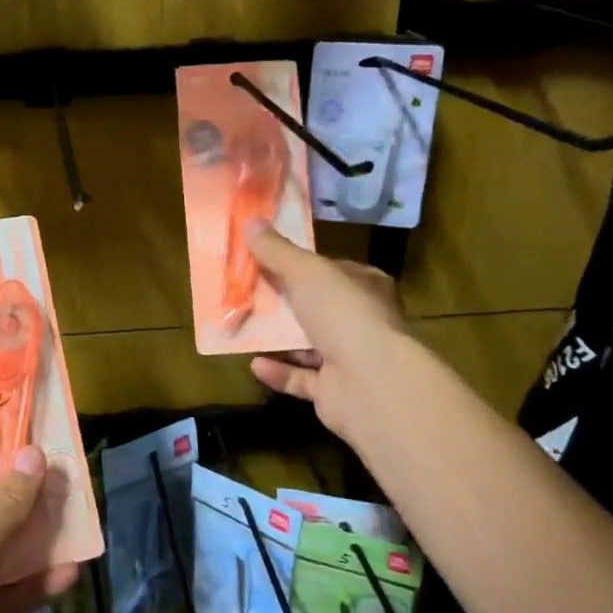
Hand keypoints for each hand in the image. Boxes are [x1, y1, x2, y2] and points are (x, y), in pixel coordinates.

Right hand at [244, 222, 410, 449]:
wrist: (370, 384)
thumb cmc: (344, 315)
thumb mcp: (306, 272)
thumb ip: (277, 250)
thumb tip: (250, 220)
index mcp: (366, 287)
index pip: (333, 270)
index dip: (301, 265)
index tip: (265, 261)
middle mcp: (363, 322)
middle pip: (316, 307)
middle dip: (283, 303)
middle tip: (246, 294)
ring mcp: (351, 360)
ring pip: (308, 345)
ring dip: (277, 339)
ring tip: (242, 327)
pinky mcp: (335, 392)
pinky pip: (301, 379)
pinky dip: (279, 372)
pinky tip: (254, 364)